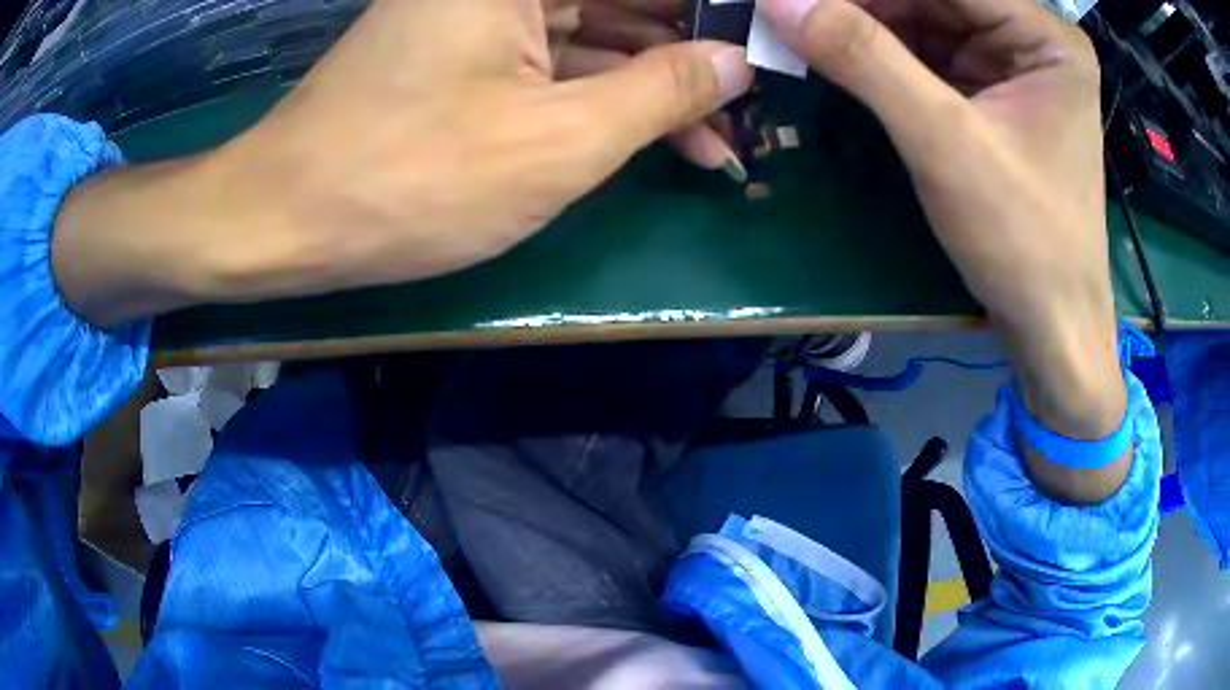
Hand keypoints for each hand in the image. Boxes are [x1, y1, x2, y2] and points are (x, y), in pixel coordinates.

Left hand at [53, 0, 751, 323]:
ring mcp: (479, 13)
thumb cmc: (410, 180)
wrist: (285, 219)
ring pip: (593, 33)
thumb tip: (736, 61)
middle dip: (691, 53)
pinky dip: (601, 94)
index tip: (763, 46)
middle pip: (622, 4)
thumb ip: (661, 92)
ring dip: (653, 83)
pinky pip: (553, 59)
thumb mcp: (558, 142)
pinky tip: (650, 133)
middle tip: (751, 104)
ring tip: (716, 138)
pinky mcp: (463, 51)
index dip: (713, 15)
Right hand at [759, 0, 1127, 501]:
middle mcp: (1032, 39)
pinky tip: (838, 53)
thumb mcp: (945, 143)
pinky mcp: (991, 93)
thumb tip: (778, 1)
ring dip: (865, 23)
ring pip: (925, 19)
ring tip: (806, 27)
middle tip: (794, 10)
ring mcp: (1012, 65)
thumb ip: (865, 60)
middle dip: (865, 3)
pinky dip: (881, 53)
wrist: (1051, 326)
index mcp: (1046, 37)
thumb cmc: (1023, 241)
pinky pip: (928, 53)